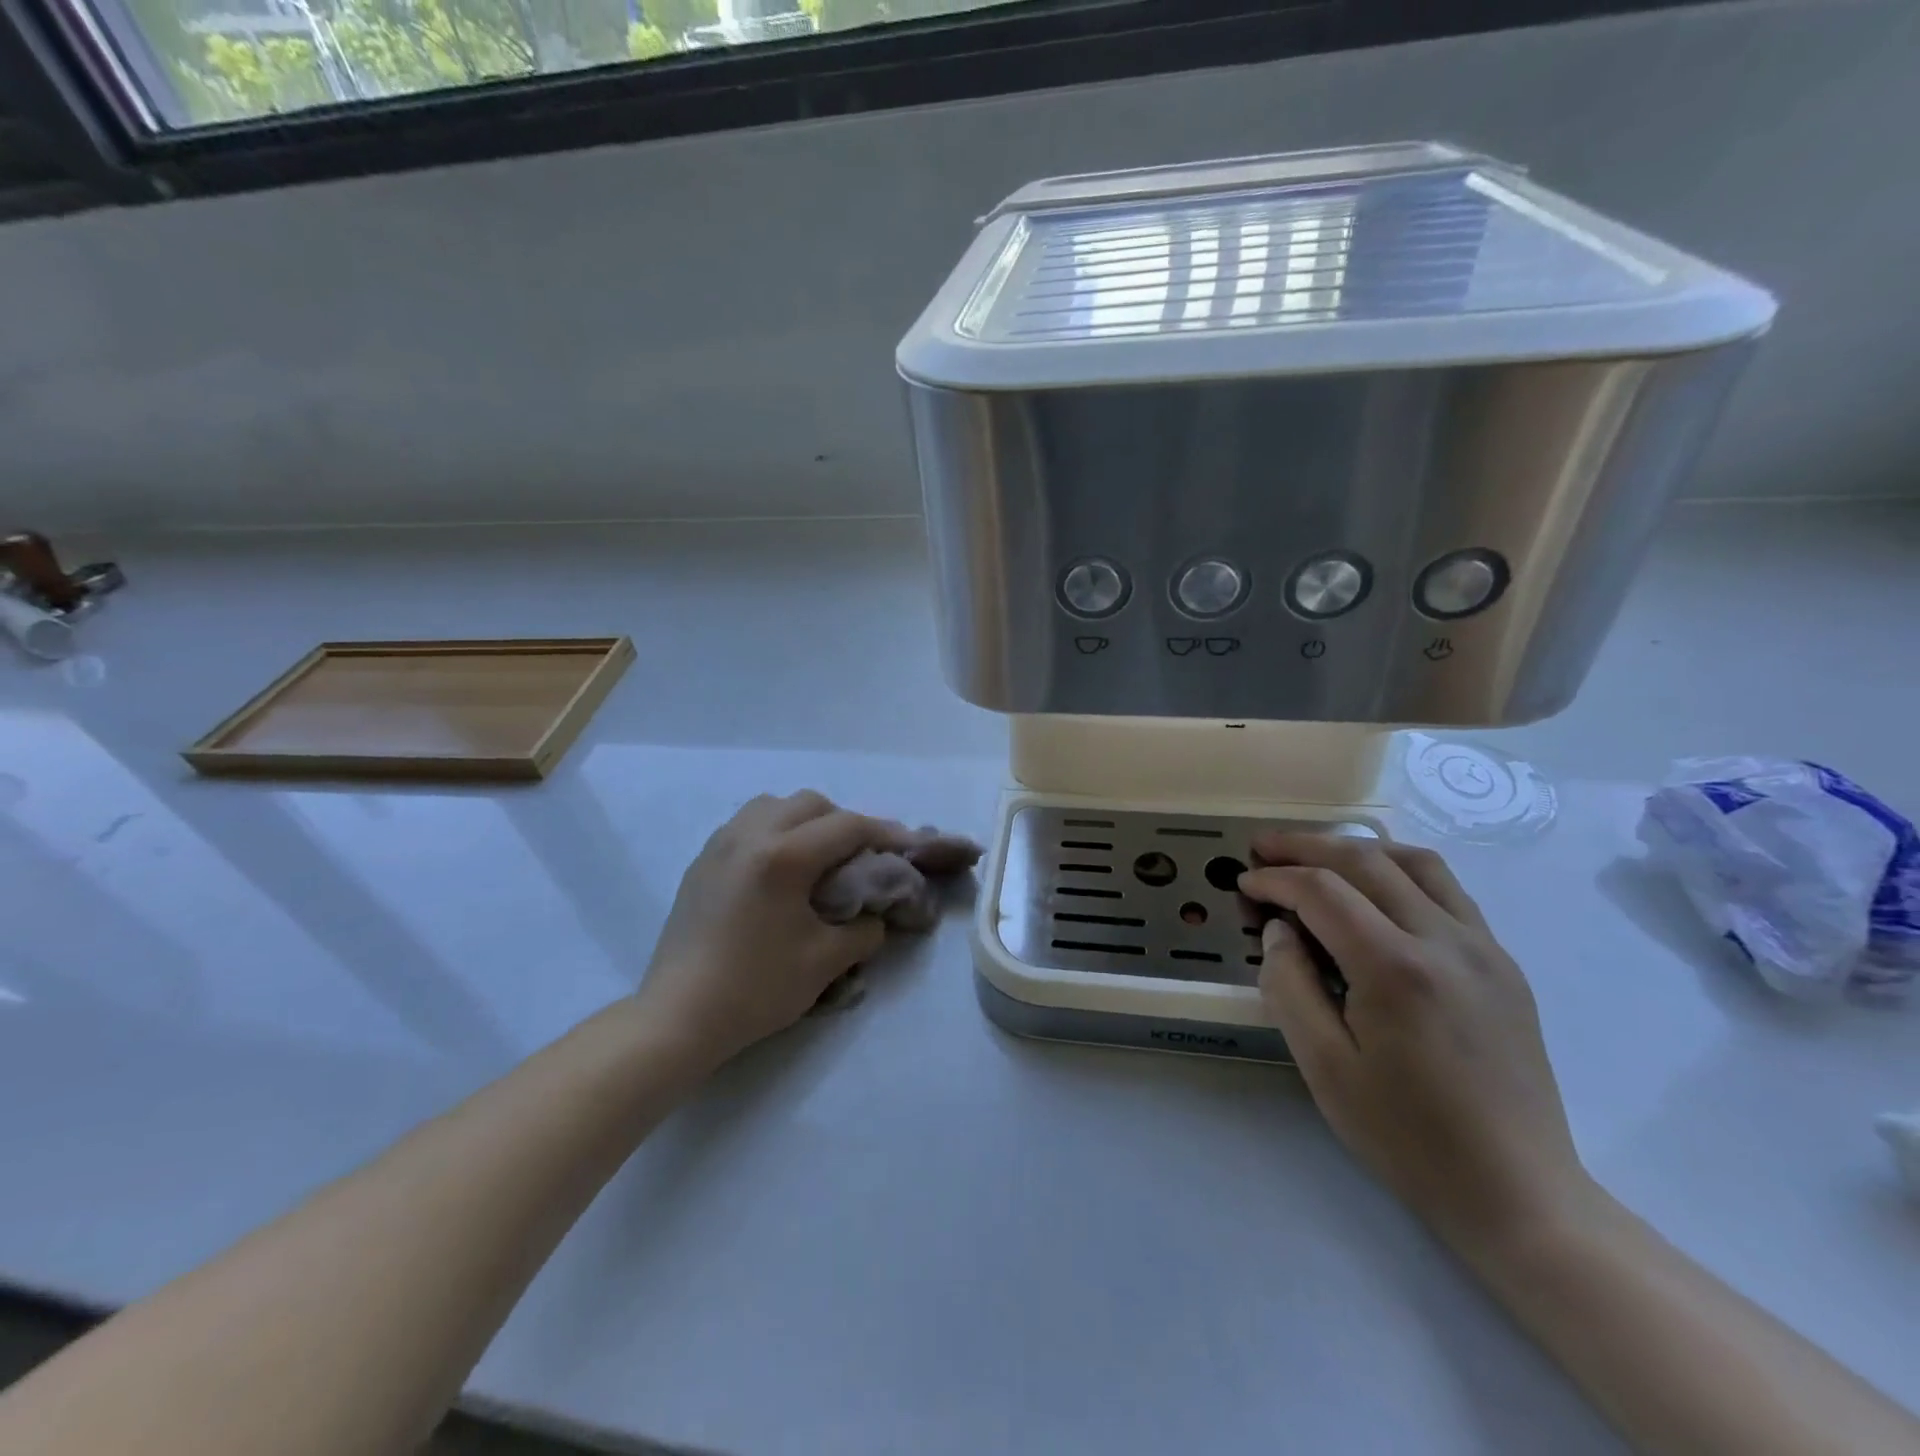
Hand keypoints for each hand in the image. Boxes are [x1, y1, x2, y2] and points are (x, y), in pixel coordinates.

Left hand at [636, 792, 915, 1067]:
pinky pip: (747, 824)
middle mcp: (750, 835)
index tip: (908, 845)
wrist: (678, 1017)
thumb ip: (864, 930)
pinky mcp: (702, 861)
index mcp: (783, 856)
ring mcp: (720, 844)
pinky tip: (780, 867)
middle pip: (811, 803)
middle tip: (861, 856)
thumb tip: (876, 915)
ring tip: (818, 856)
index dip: (885, 832)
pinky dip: (774, 830)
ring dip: (805, 820)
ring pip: (774, 805)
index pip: (847, 826)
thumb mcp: (826, 961)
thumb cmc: (756, 988)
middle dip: (844, 822)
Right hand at [1239, 833, 1594, 1255]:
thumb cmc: (1407, 1136)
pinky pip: (1447, 890)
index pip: (1322, 892)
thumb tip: (1279, 929)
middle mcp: (1445, 941)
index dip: (1273, 879)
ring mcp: (1483, 948)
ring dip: (1357, 849)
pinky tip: (1374, 892)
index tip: (1242, 885)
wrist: (1518, 1192)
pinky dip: (1399, 871)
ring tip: (1317, 857)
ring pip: (1415, 862)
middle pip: (1365, 861)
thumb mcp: (1324, 1066)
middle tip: (1262, 849)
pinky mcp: (1502, 963)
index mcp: (1396, 969)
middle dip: (1305, 847)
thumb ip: (1289, 985)